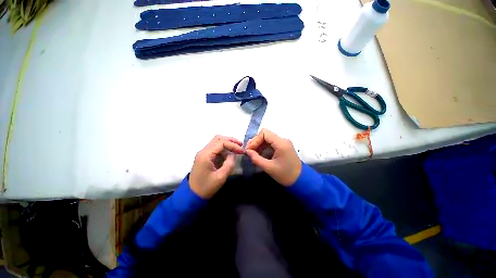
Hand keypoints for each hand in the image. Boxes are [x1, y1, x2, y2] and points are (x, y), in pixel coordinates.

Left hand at [190, 135, 244, 198]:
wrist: (193, 194)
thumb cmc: (207, 187)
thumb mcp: (220, 177)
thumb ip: (229, 164)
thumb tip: (234, 155)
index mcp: (205, 155)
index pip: (221, 142)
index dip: (233, 145)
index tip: (242, 151)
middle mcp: (203, 151)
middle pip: (217, 139)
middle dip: (230, 141)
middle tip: (241, 146)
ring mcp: (202, 154)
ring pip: (215, 143)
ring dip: (227, 144)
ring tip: (237, 150)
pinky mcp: (203, 158)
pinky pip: (214, 149)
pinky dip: (223, 150)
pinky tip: (230, 155)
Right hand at [245, 129, 301, 185]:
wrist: (299, 180)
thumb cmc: (285, 174)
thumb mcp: (269, 168)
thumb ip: (256, 158)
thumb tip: (247, 151)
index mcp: (281, 143)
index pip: (264, 133)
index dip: (255, 140)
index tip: (249, 150)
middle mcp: (283, 140)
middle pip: (265, 135)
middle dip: (256, 142)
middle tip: (249, 152)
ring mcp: (284, 143)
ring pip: (267, 139)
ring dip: (259, 146)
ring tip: (253, 155)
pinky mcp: (283, 147)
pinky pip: (271, 144)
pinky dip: (264, 148)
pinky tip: (259, 156)